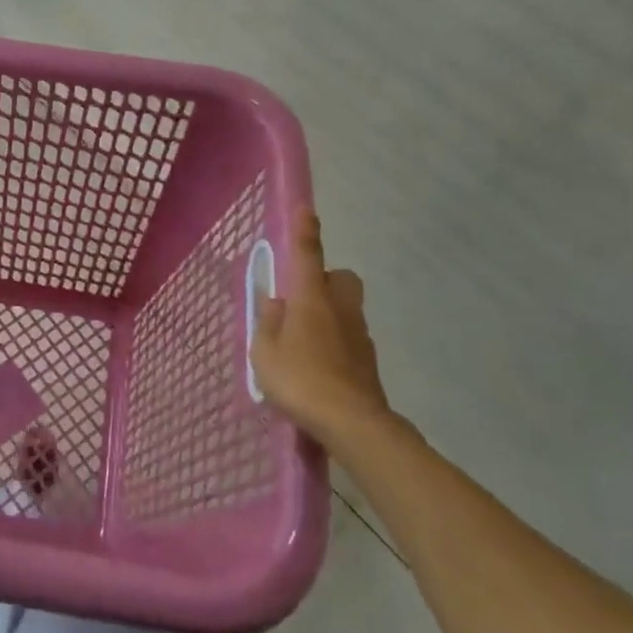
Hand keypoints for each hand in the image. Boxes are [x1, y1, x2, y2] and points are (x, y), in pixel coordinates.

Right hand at [250, 207, 393, 450]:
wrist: (353, 423)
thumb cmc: (300, 380)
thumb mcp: (265, 352)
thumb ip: (267, 322)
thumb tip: (276, 303)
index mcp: (311, 300)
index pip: (308, 255)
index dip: (306, 231)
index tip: (307, 210)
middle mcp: (339, 308)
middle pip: (340, 278)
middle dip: (325, 279)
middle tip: (300, 299)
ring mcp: (359, 334)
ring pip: (346, 307)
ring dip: (328, 312)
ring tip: (302, 340)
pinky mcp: (368, 360)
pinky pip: (349, 336)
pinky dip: (335, 340)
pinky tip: (318, 365)